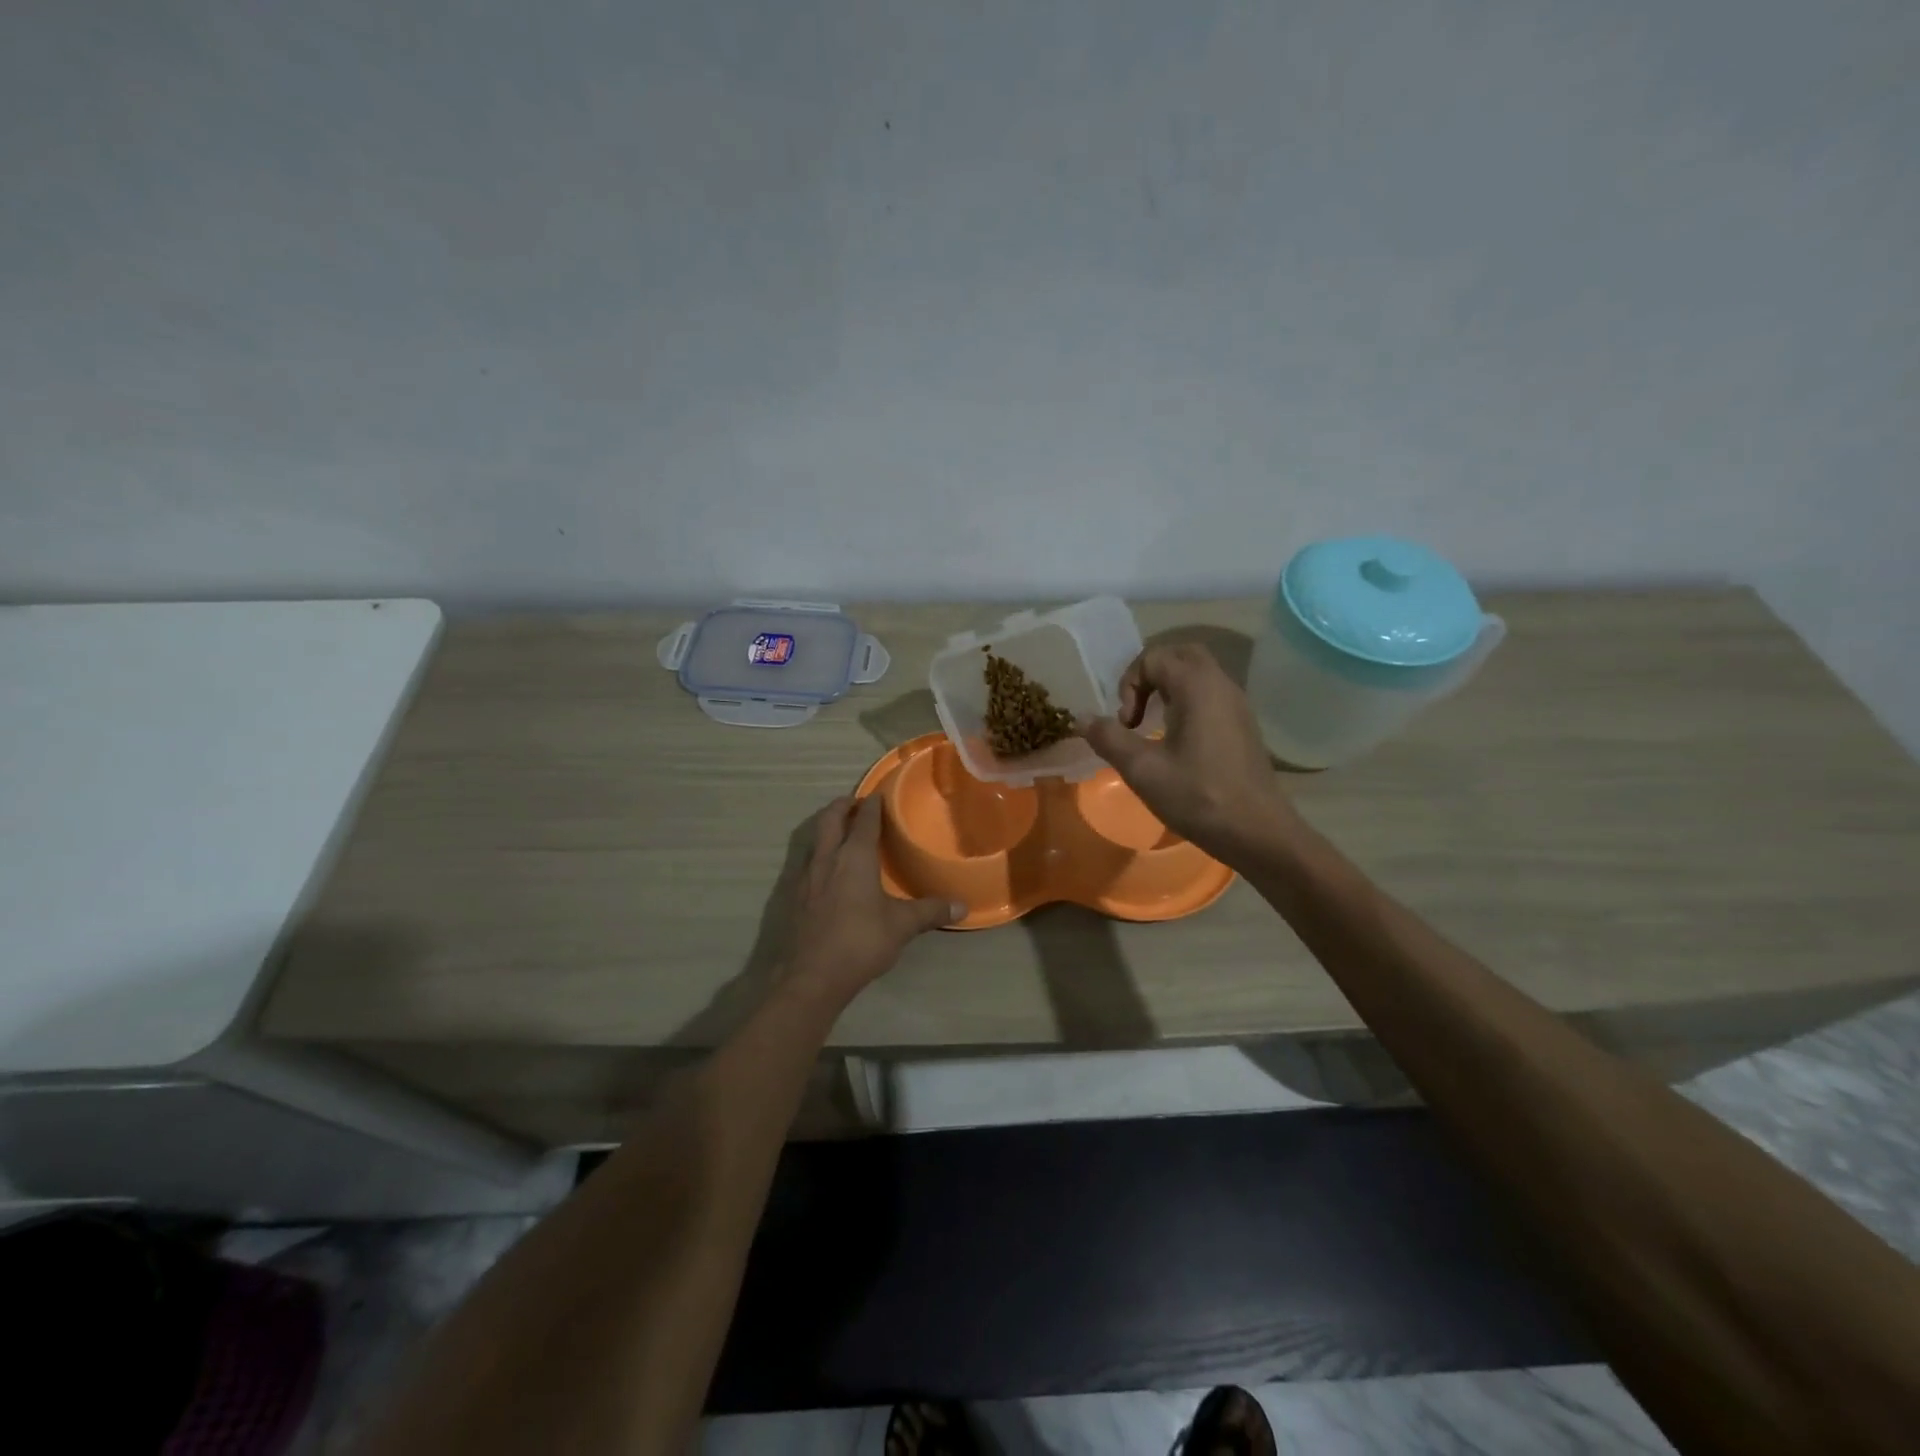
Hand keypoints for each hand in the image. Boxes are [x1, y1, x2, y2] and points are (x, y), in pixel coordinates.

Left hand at [781, 795, 960, 1007]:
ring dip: (826, 827)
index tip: (878, 794)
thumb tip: (962, 906)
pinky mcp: (792, 896)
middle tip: (855, 802)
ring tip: (839, 830)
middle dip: (842, 806)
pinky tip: (825, 870)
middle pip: (830, 819)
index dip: (872, 805)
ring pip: (814, 838)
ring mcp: (805, 876)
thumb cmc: (860, 942)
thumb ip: (930, 912)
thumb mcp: (901, 926)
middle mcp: (827, 858)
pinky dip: (817, 853)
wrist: (810, 976)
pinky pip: (805, 861)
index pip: (865, 820)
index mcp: (855, 857)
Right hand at [1078, 644, 1298, 860]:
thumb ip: (1109, 739)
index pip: (1154, 658)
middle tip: (1136, 710)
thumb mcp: (1143, 770)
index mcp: (1197, 687)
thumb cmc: (1198, 797)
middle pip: (1180, 655)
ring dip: (1168, 689)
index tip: (1126, 725)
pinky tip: (1177, 741)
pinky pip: (1210, 695)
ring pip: (1198, 674)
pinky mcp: (1243, 726)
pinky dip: (1186, 703)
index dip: (1129, 685)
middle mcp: (1221, 685)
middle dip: (1149, 675)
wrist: (1258, 832)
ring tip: (1151, 726)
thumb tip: (1082, 719)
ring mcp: (1237, 705)